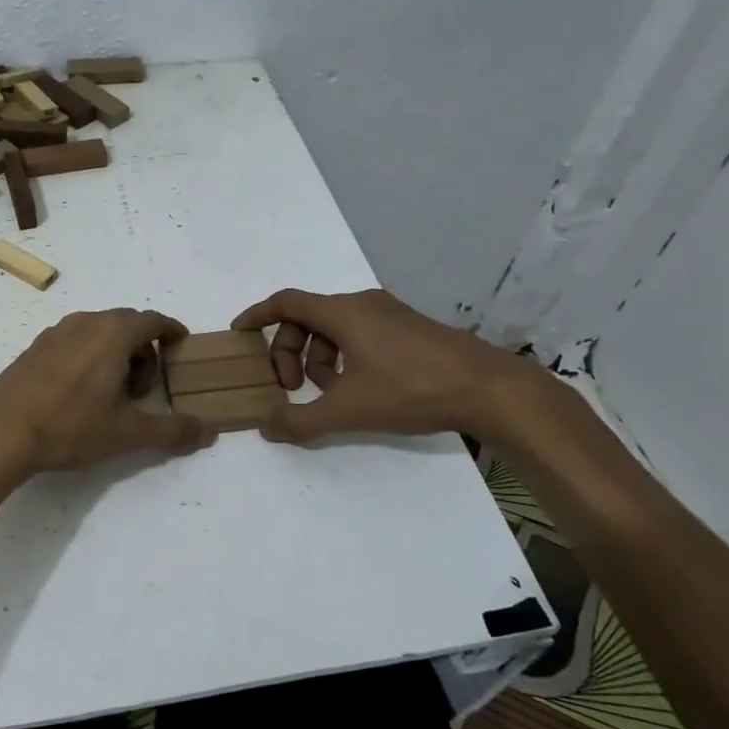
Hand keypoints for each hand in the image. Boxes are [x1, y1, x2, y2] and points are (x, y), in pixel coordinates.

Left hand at [0, 309, 215, 477]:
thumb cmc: (70, 426)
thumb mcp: (127, 433)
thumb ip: (172, 430)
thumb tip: (210, 432)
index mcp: (112, 333)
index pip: (153, 320)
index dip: (172, 331)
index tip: (182, 345)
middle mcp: (84, 322)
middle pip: (126, 324)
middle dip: (144, 350)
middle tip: (144, 390)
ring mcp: (54, 333)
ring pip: (97, 331)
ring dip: (115, 353)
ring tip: (111, 394)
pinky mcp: (33, 348)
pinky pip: (73, 341)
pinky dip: (88, 356)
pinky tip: (78, 394)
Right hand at [231, 289, 543, 442]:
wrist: (490, 389)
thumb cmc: (413, 389)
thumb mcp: (349, 410)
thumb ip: (301, 420)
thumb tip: (266, 426)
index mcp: (343, 312)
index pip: (286, 302)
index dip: (257, 316)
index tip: (239, 333)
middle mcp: (362, 304)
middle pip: (306, 318)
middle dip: (289, 352)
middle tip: (291, 388)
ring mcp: (388, 314)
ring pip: (333, 329)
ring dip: (318, 360)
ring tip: (330, 396)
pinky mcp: (408, 329)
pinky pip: (358, 335)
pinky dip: (344, 358)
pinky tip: (359, 391)